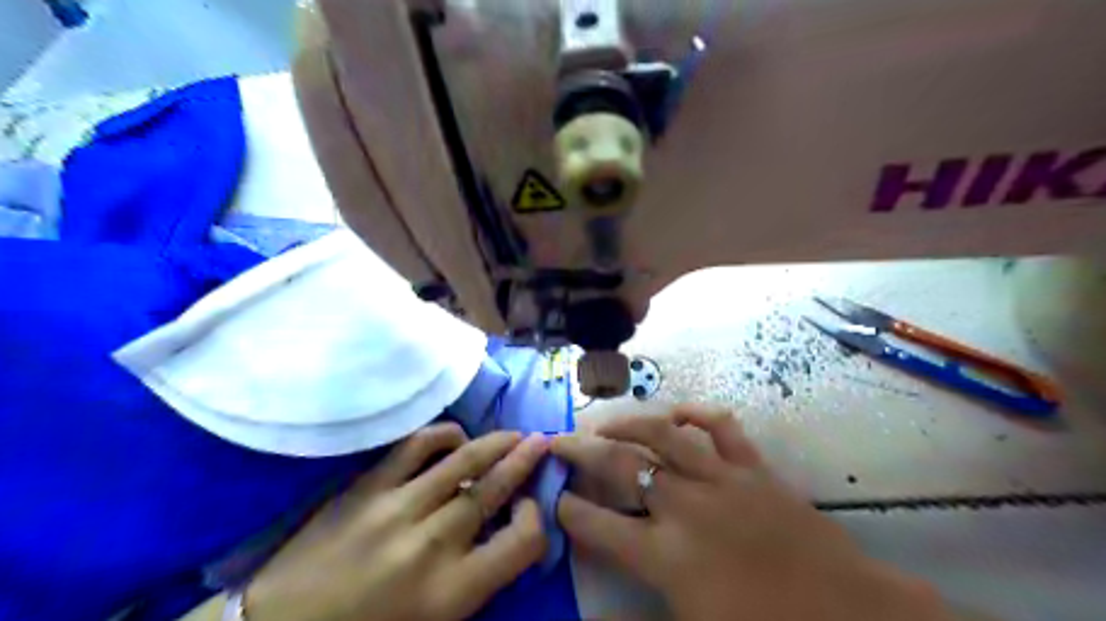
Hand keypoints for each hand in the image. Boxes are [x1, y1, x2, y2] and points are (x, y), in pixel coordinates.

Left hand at [244, 425, 547, 619]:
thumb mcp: (436, 618)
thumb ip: (477, 577)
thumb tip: (500, 527)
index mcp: (452, 591)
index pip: (523, 543)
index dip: (538, 520)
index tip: (531, 507)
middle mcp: (432, 544)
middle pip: (495, 489)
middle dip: (526, 461)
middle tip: (542, 442)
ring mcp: (397, 508)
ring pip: (463, 460)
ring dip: (496, 442)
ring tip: (512, 434)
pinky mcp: (367, 487)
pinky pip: (416, 445)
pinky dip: (444, 434)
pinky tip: (455, 437)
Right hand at [553, 405, 950, 620]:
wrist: (851, 616)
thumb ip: (643, 612)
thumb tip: (601, 613)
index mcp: (667, 556)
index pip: (598, 525)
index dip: (569, 510)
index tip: (554, 498)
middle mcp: (686, 507)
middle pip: (620, 465)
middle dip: (581, 451)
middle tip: (559, 440)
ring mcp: (722, 480)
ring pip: (664, 433)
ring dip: (628, 423)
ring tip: (606, 422)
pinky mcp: (755, 468)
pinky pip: (721, 427)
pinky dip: (696, 414)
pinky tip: (678, 413)